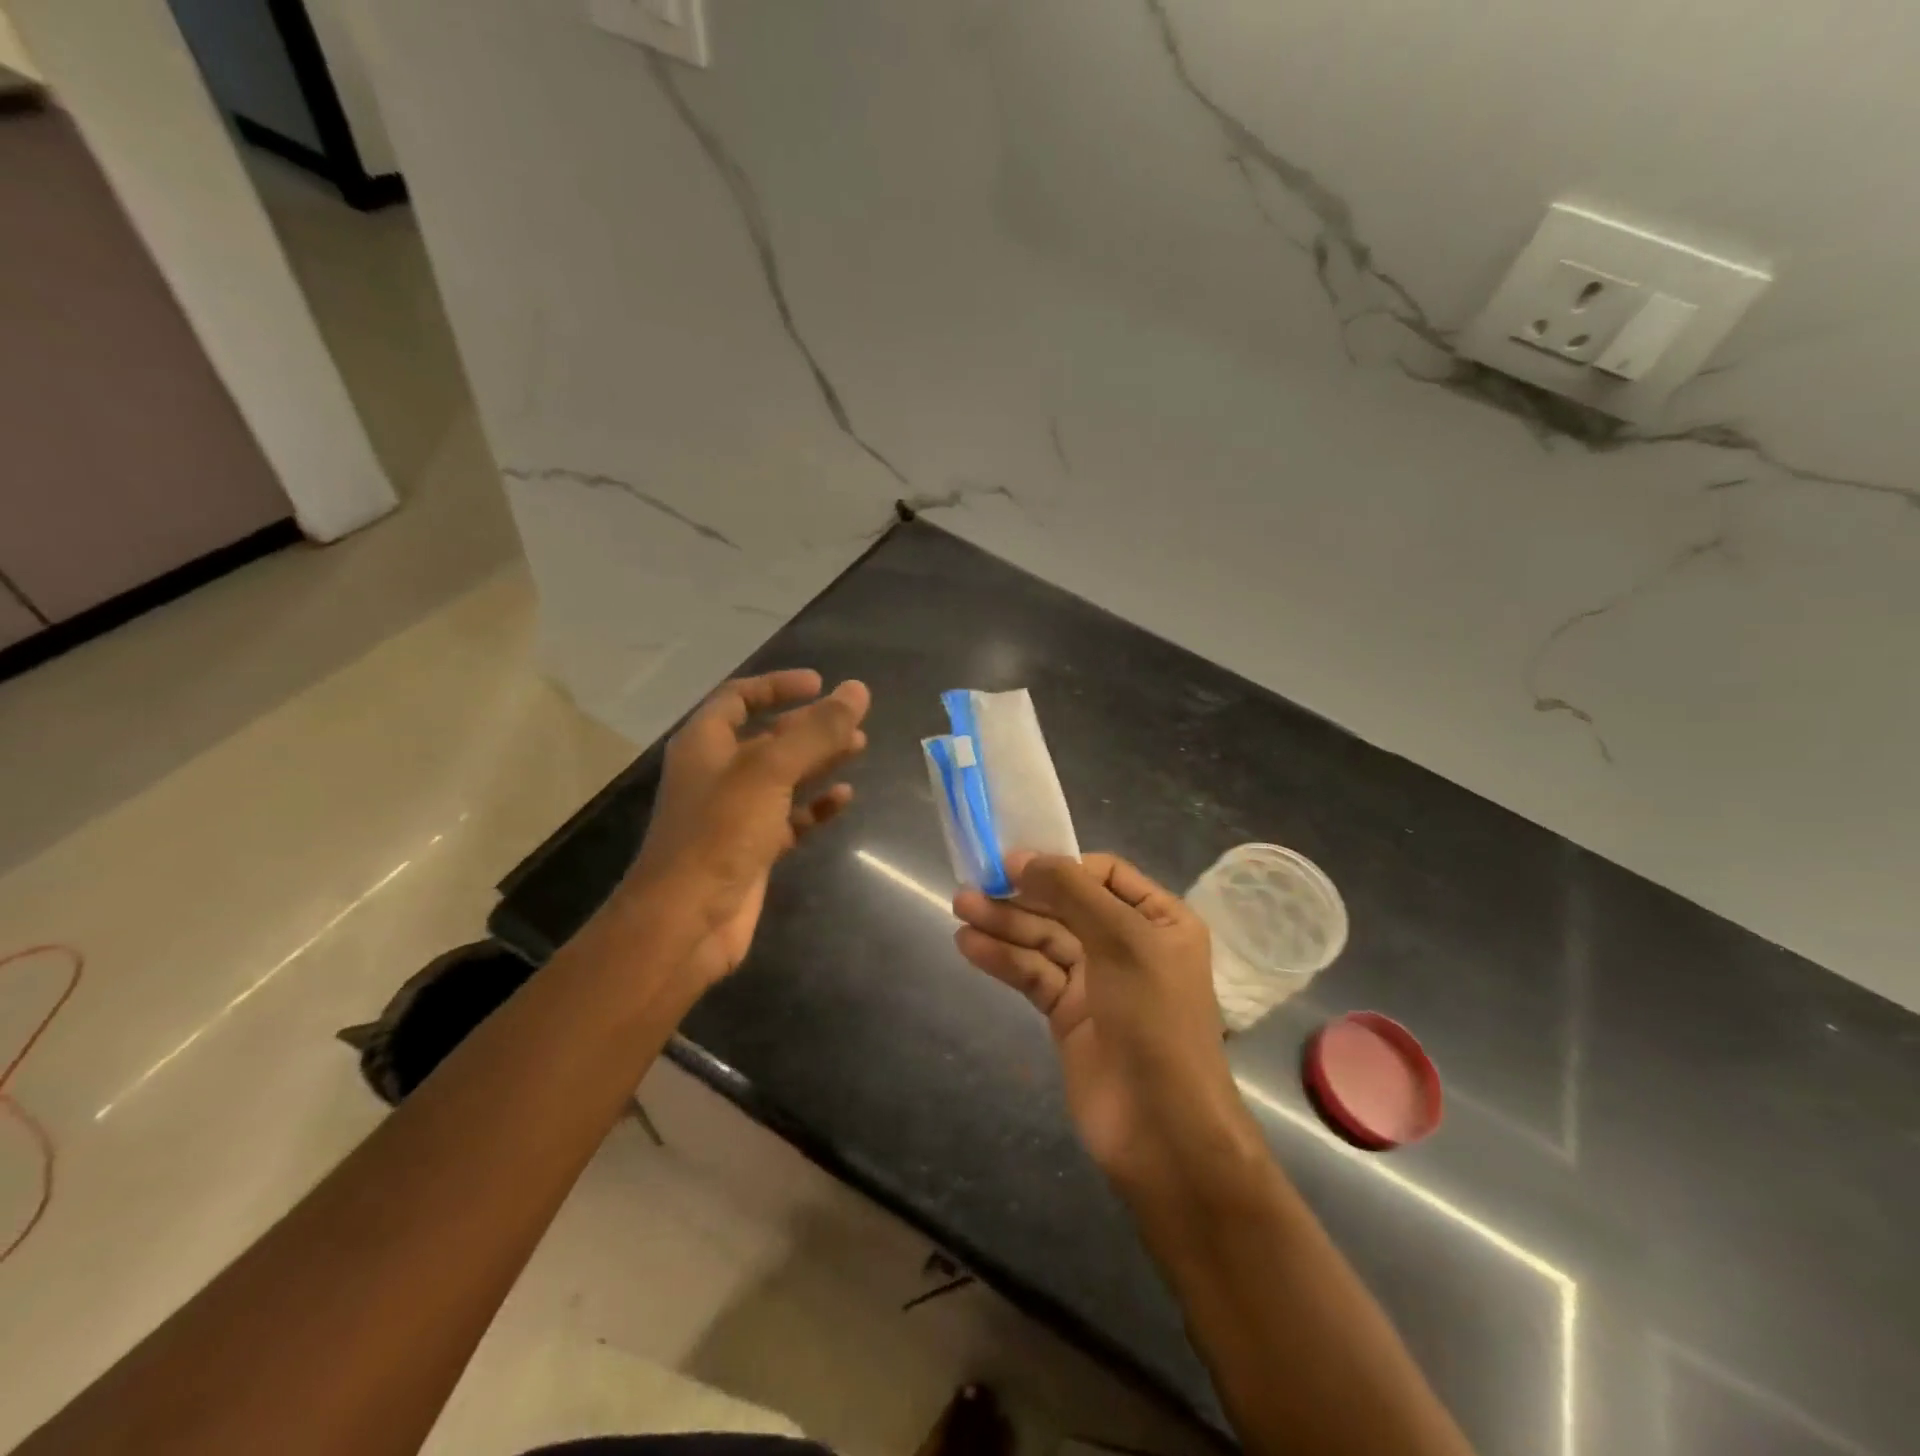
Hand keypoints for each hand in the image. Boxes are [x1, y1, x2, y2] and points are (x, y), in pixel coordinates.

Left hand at [625, 670, 869, 983]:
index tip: (819, 683)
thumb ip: (816, 731)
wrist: (687, 921)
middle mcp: (718, 773)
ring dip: (819, 760)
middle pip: (768, 736)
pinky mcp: (752, 848)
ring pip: (783, 776)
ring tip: (860, 748)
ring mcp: (735, 813)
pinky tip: (844, 798)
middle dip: (810, 725)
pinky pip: (789, 817)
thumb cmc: (720, 832)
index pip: (739, 698)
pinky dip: (815, 806)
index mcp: (706, 744)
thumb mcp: (770, 772)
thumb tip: (857, 690)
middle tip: (854, 720)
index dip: (777, 686)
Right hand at [953, 853, 1259, 1192]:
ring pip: (1045, 940)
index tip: (1013, 863)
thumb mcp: (1123, 941)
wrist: (1162, 1129)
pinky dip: (1004, 959)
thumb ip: (1072, 892)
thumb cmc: (1154, 1020)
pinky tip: (970, 946)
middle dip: (1022, 896)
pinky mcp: (1068, 1014)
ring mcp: (1097, 981)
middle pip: (1067, 906)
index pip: (1104, 874)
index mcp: (1159, 920)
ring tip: (960, 910)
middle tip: (971, 886)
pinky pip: (1033, 974)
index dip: (1059, 865)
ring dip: (1004, 924)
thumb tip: (1021, 858)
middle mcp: (1129, 944)